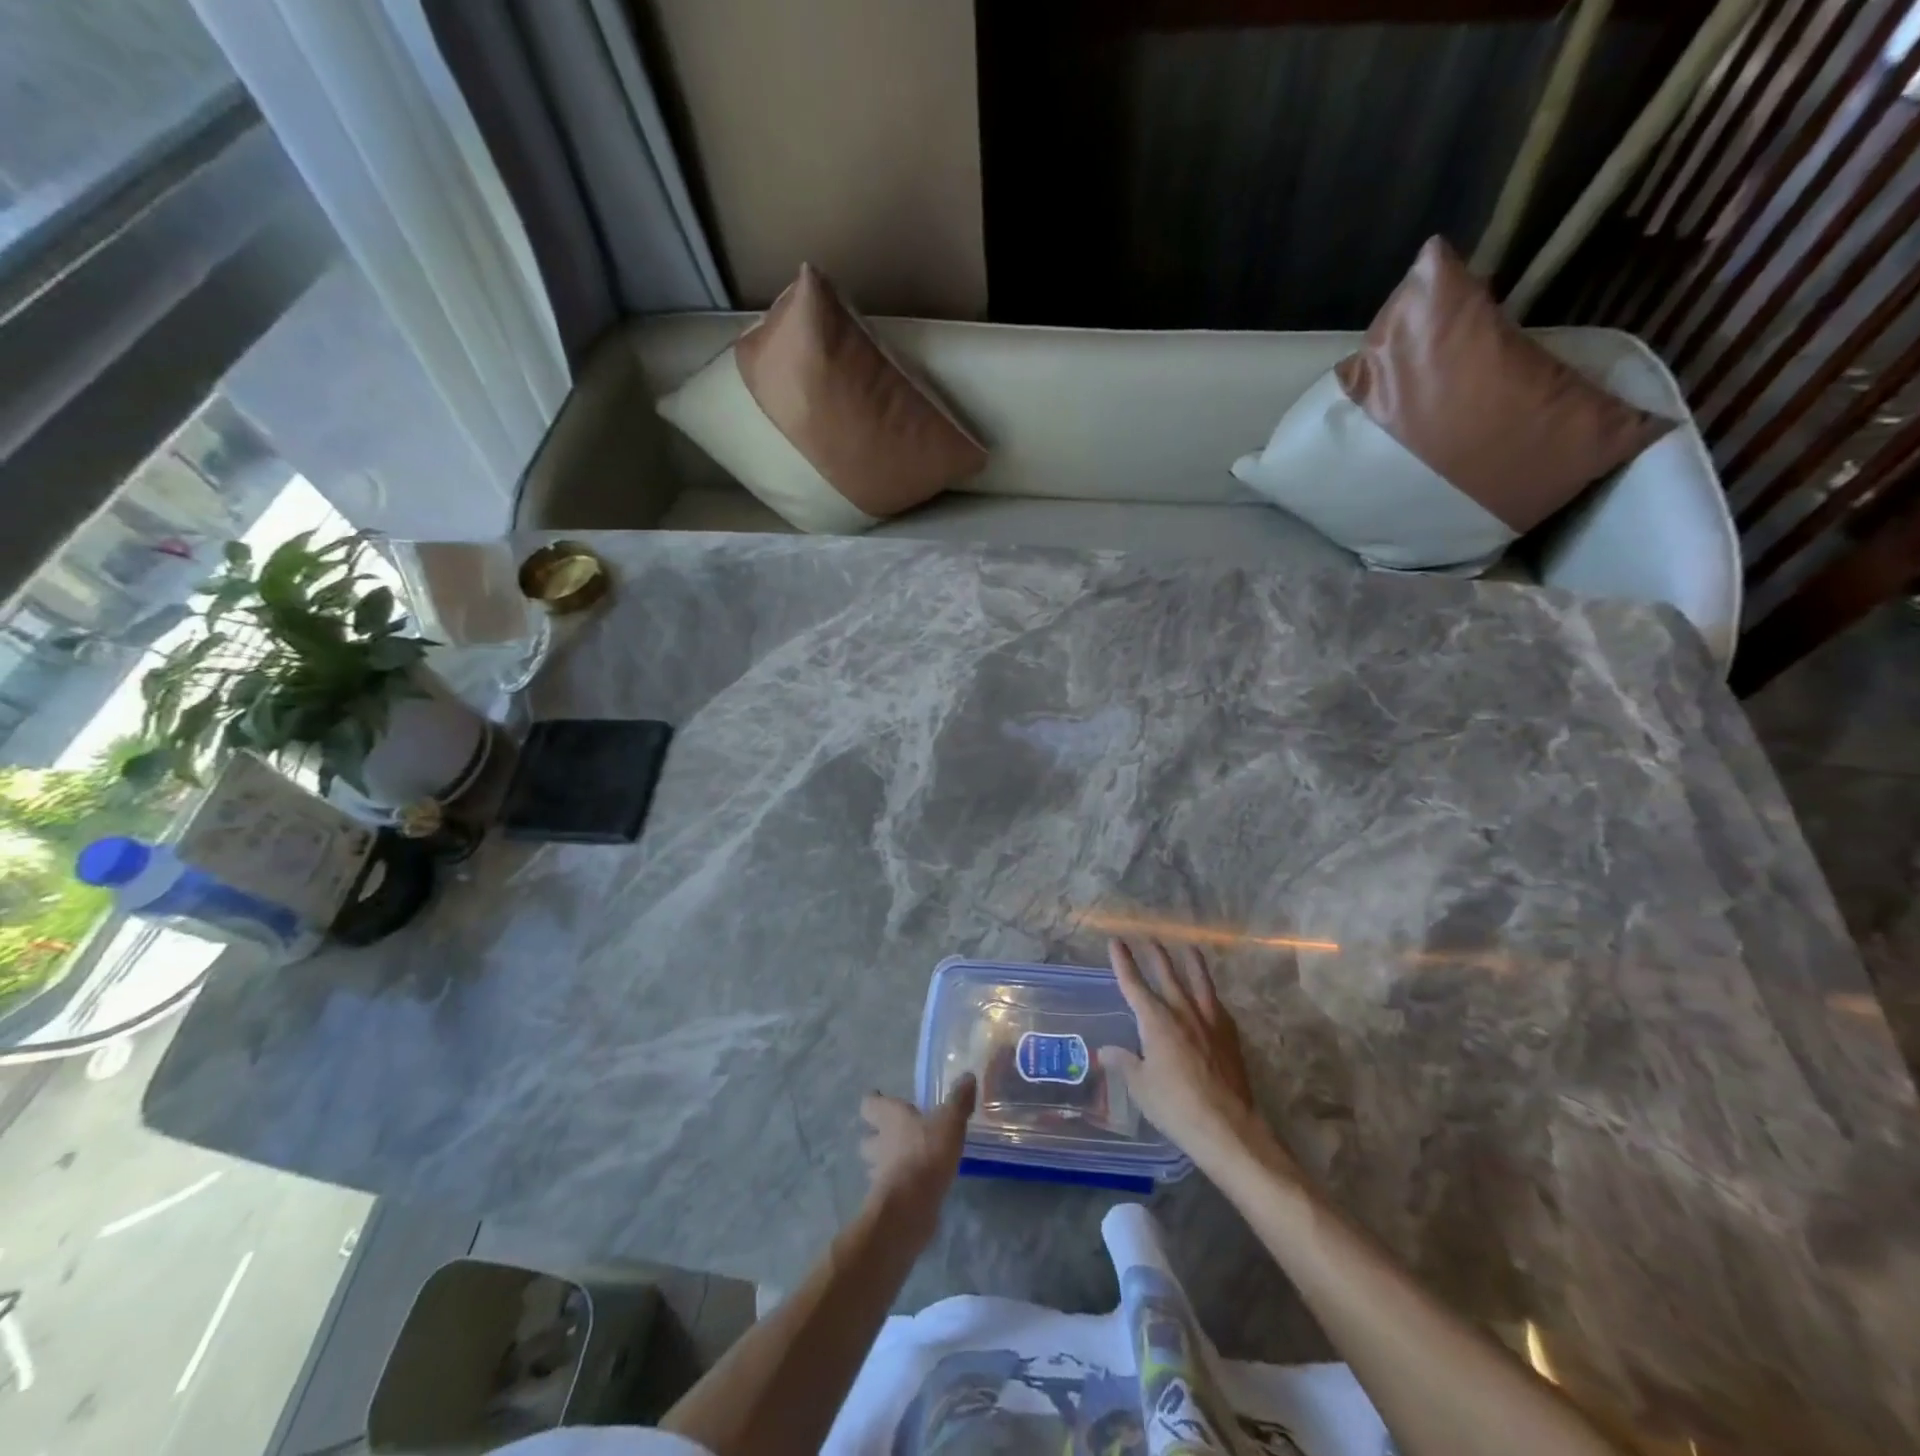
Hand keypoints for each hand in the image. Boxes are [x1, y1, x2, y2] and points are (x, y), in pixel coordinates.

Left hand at [859, 1074, 975, 1236]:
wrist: (910, 1207)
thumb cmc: (926, 1153)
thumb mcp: (950, 1121)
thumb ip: (959, 1100)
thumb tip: (968, 1076)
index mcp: (890, 1118)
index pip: (870, 1104)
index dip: (874, 1100)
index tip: (881, 1097)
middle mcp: (879, 1144)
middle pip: (868, 1138)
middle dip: (877, 1136)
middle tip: (895, 1133)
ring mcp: (880, 1175)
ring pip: (876, 1165)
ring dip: (886, 1163)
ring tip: (906, 1161)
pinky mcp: (888, 1201)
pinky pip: (890, 1188)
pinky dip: (899, 1185)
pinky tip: (917, 1186)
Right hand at [1099, 939, 1284, 1173]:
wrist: (1227, 1128)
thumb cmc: (1176, 1107)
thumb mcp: (1141, 1087)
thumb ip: (1124, 1063)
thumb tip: (1106, 1050)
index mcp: (1156, 1022)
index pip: (1134, 985)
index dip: (1123, 962)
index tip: (1116, 942)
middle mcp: (1183, 1013)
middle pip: (1168, 975)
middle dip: (1156, 955)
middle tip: (1150, 937)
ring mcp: (1211, 1023)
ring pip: (1200, 983)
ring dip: (1192, 964)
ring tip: (1189, 948)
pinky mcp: (1230, 1038)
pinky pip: (1218, 1006)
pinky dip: (1210, 995)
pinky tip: (1212, 998)